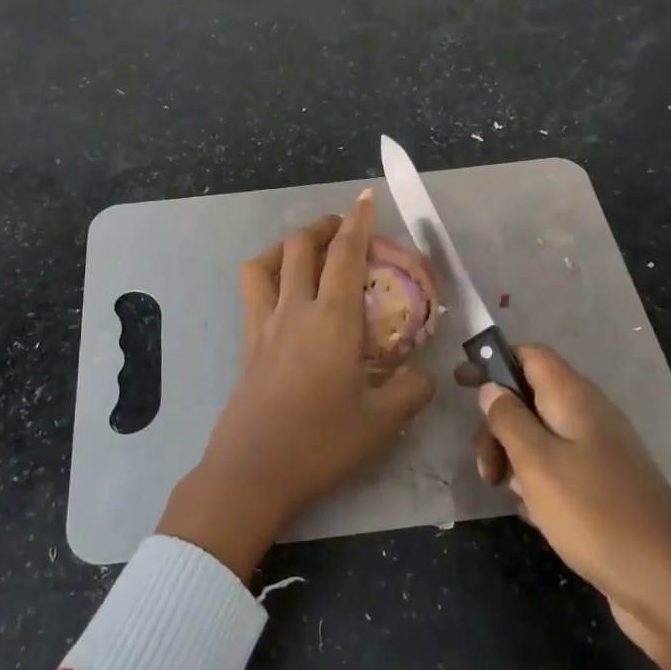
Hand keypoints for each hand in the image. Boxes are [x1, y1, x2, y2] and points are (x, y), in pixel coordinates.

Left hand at [158, 190, 433, 577]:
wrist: (254, 471)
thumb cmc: (321, 443)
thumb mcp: (382, 422)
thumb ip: (411, 390)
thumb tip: (423, 375)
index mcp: (333, 319)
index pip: (346, 255)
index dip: (358, 222)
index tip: (366, 198)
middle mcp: (295, 310)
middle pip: (301, 246)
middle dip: (324, 227)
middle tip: (343, 228)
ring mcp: (264, 324)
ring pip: (266, 262)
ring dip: (288, 245)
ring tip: (307, 252)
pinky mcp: (247, 343)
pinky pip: (252, 291)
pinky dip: (267, 274)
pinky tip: (283, 294)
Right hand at [467, 345, 670, 669]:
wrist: (670, 586)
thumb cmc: (594, 513)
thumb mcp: (536, 462)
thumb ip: (508, 419)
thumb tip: (491, 388)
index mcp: (575, 398)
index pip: (531, 355)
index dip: (494, 362)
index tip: (461, 386)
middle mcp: (590, 417)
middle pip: (530, 398)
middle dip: (498, 424)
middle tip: (484, 466)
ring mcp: (600, 455)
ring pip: (541, 438)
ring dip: (514, 458)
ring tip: (506, 493)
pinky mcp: (604, 490)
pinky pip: (558, 471)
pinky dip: (537, 485)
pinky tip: (533, 515)